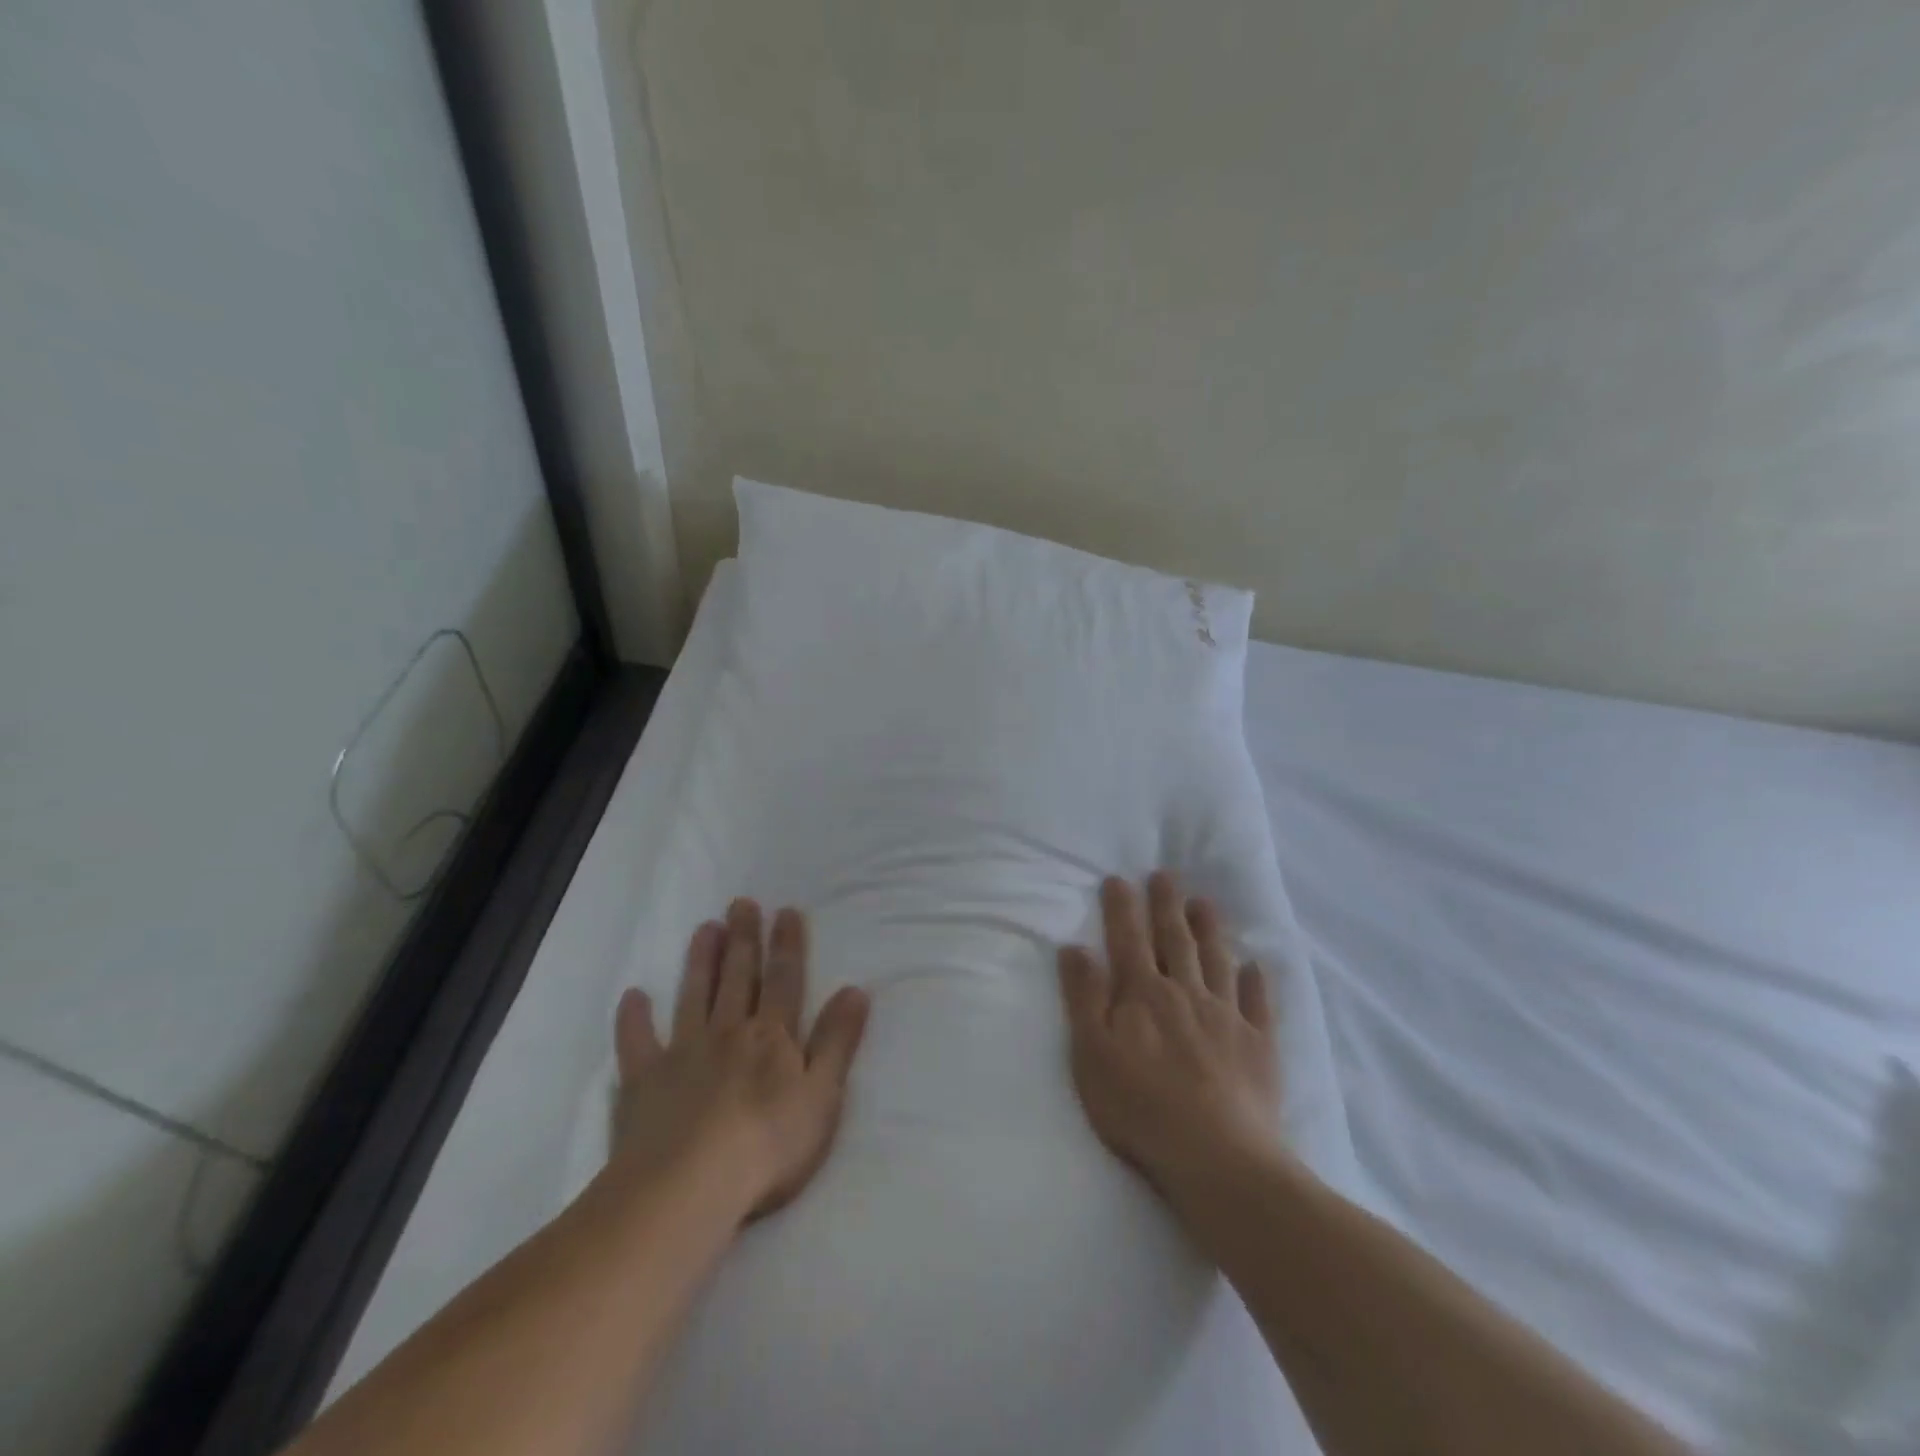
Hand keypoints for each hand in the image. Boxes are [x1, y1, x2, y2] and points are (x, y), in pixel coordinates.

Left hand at [612, 898, 869, 1221]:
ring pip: (694, 996)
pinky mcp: (644, 1082)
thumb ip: (837, 1041)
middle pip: (738, 977)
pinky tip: (632, 996)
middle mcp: (728, 1033)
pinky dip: (633, 1019)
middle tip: (741, 903)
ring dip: (700, 962)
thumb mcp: (822, 1096)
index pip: (784, 980)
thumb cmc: (768, 1145)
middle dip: (743, 939)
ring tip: (704, 928)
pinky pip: (636, 1043)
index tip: (786, 911)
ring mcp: (683, 1054)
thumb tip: (855, 990)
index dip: (787, 945)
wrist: (689, 1188)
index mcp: (772, 1038)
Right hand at [1057, 873, 1285, 1213]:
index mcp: (1143, 995)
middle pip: (1174, 940)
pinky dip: (1256, 982)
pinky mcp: (1258, 1046)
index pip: (1128, 940)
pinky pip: (1258, 1004)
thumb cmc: (1139, 1107)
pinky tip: (1255, 965)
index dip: (1122, 908)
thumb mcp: (1091, 1053)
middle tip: (1166, 874)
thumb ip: (1083, 998)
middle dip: (1167, 905)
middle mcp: (1185, 993)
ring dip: (1210, 930)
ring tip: (1205, 902)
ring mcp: (1226, 1017)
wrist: (1216, 1156)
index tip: (1119, 879)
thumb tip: (1075, 948)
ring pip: (1216, 961)